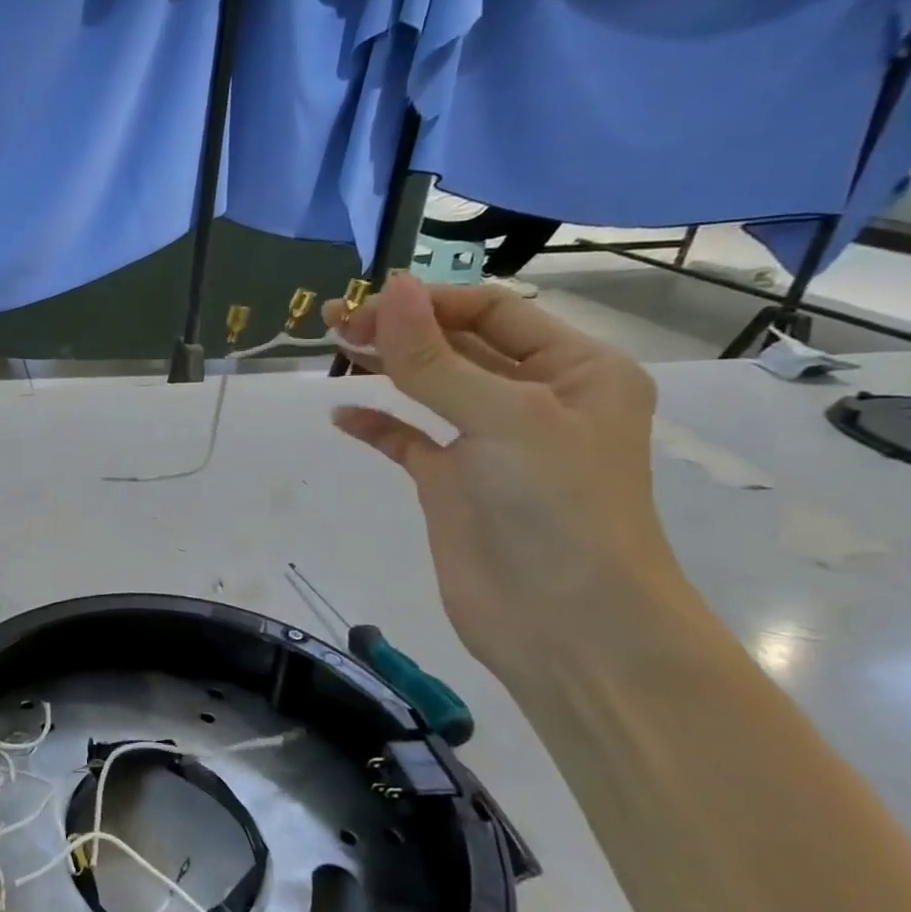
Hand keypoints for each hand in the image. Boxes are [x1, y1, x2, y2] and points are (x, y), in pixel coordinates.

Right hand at [322, 274, 687, 692]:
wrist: (565, 623)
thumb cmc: (555, 505)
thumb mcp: (500, 417)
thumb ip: (434, 358)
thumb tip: (391, 289)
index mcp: (575, 370)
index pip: (495, 313)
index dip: (432, 303)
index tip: (370, 304)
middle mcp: (535, 399)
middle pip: (459, 345)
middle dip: (402, 328)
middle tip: (339, 319)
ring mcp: (489, 444)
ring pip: (430, 388)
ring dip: (386, 366)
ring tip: (335, 346)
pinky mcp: (452, 484)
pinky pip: (409, 440)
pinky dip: (377, 424)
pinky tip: (342, 415)